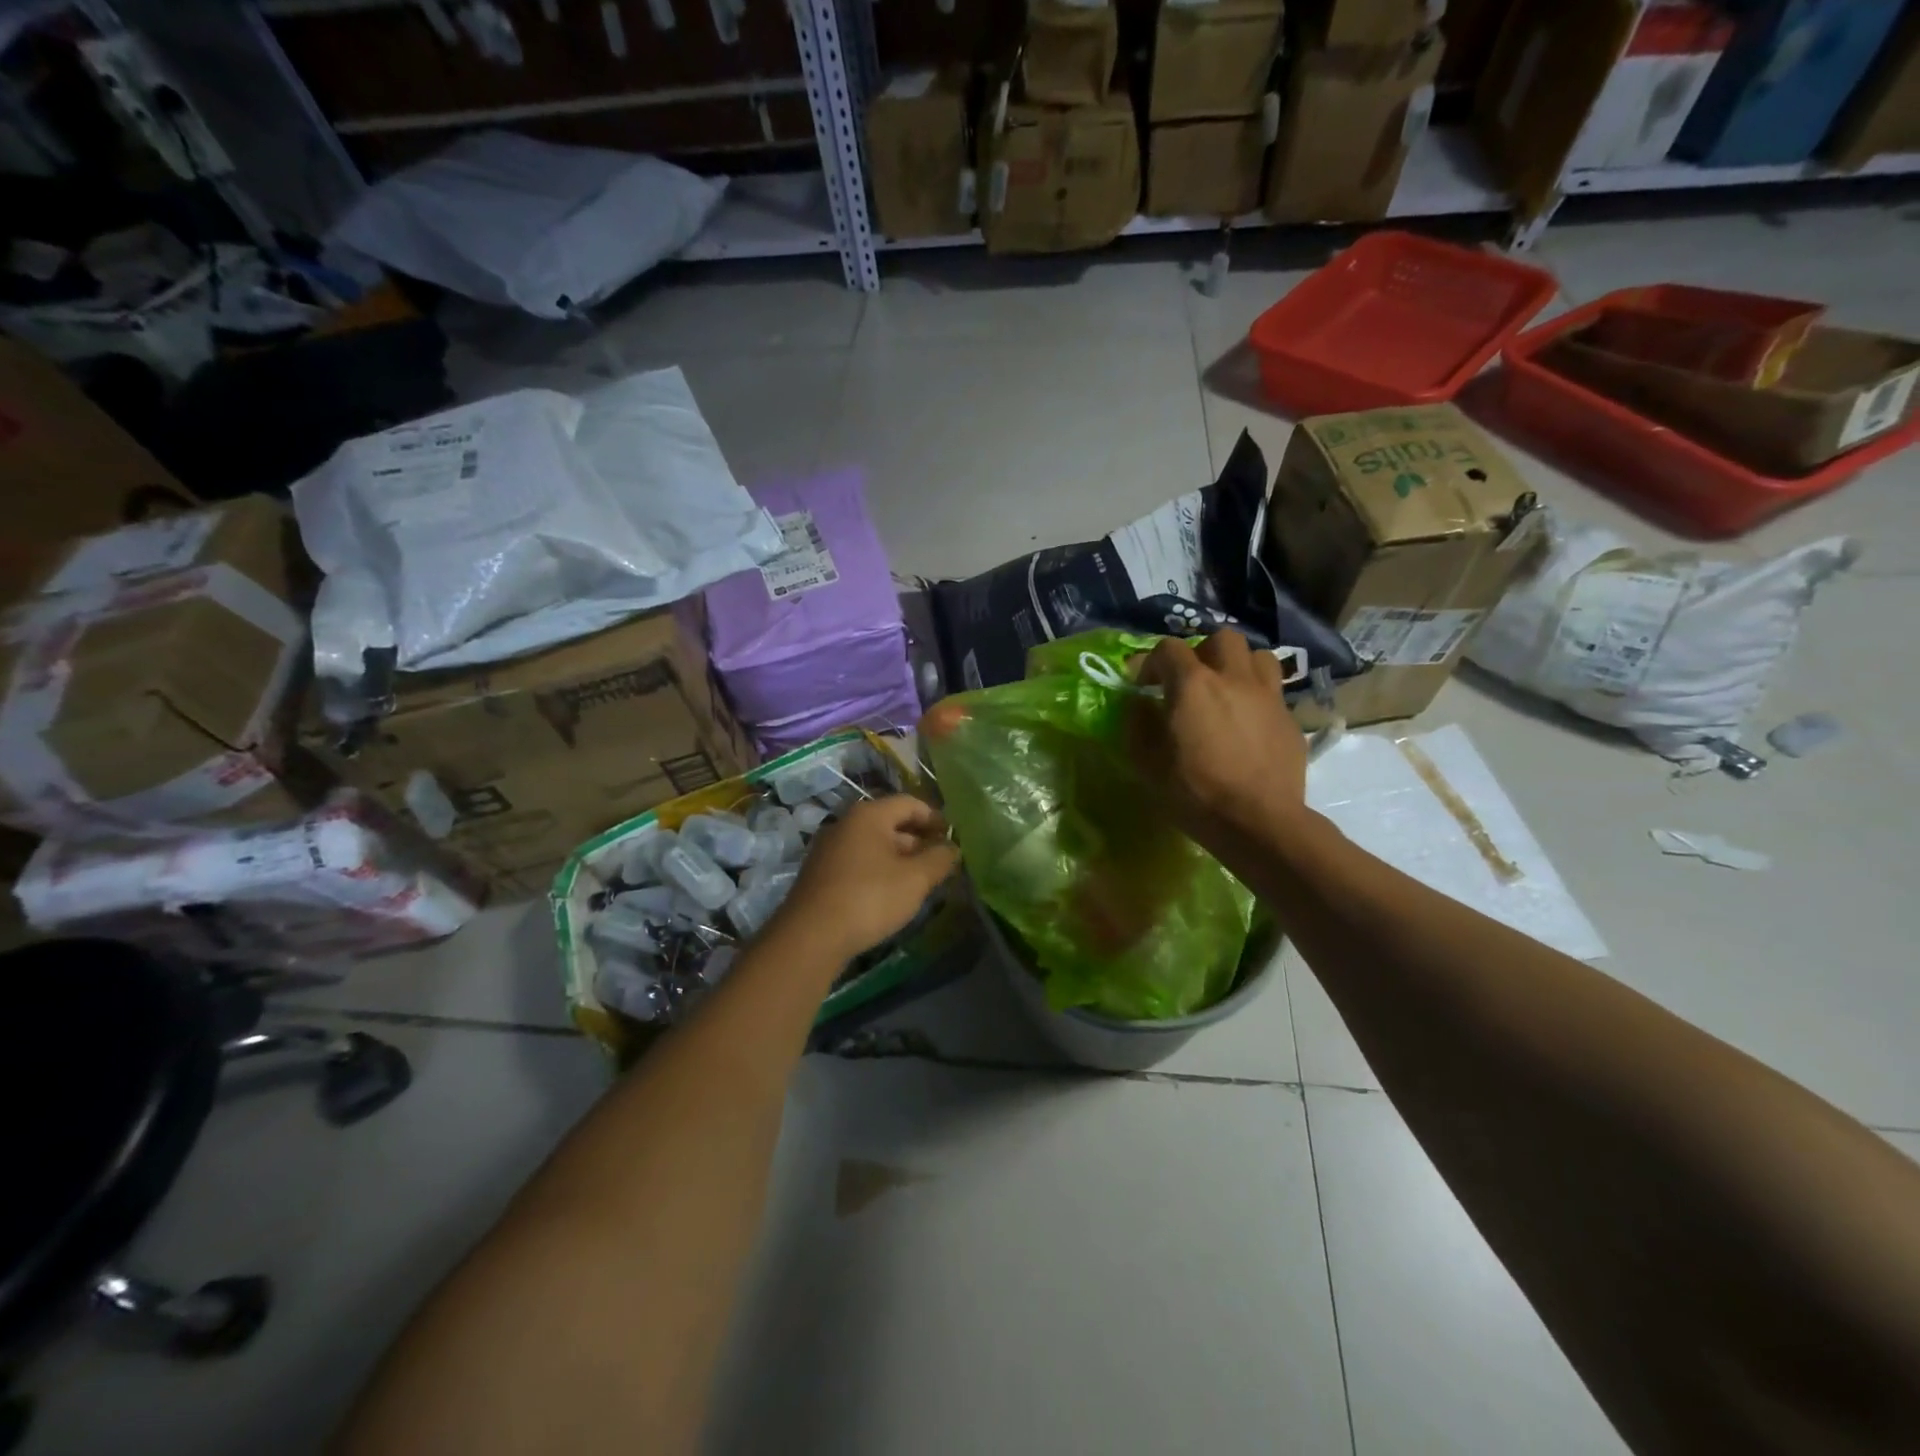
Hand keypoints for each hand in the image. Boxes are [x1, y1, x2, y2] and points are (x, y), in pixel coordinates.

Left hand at [773, 795, 958, 960]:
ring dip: (899, 858)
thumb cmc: (869, 898)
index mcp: (869, 815)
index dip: (935, 818)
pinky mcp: (820, 874)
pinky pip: (858, 862)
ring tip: (920, 882)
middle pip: (890, 823)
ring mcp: (829, 849)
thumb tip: (952, 848)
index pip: (909, 803)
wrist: (810, 936)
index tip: (953, 838)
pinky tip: (890, 895)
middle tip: (940, 863)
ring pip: (874, 845)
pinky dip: (879, 871)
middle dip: (918, 841)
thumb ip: (939, 859)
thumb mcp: (915, 879)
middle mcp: (845, 824)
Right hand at [1126, 630, 1310, 849]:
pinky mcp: (1290, 719)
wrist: (1258, 822)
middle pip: (1221, 639)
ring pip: (1257, 657)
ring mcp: (1268, 696)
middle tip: (1191, 681)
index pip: (1168, 648)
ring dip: (1238, 666)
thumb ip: (1138, 725)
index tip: (1143, 685)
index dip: (1150, 661)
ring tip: (1226, 691)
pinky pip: (1273, 692)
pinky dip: (1257, 698)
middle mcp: (1233, 678)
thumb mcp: (1147, 763)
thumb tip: (1141, 705)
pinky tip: (1247, 724)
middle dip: (1202, 652)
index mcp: (1193, 685)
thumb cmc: (1195, 793)